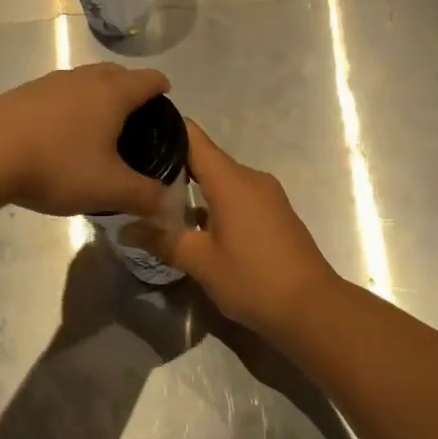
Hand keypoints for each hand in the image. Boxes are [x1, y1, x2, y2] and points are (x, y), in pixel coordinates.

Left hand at [0, 63, 173, 218]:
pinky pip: (59, 93)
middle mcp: (84, 79)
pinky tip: (60, 134)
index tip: (166, 99)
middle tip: (135, 118)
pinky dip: (69, 106)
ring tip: (97, 127)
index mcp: (112, 93)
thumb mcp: (108, 189)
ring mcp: (50, 83)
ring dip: (97, 96)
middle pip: (116, 73)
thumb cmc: (57, 164)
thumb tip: (168, 203)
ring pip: (85, 81)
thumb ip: (144, 196)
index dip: (161, 87)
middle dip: (130, 89)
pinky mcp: (23, 93)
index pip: (148, 79)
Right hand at [128, 122, 343, 334]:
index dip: (166, 130)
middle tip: (137, 175)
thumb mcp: (200, 262)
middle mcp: (250, 178)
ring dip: (194, 187)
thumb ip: (162, 240)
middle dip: (173, 164)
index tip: (137, 133)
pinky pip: (237, 195)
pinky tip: (194, 222)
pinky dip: (214, 201)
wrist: (312, 308)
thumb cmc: (253, 279)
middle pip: (206, 158)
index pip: (193, 138)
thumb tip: (125, 230)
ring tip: (159, 199)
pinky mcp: (275, 213)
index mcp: (231, 180)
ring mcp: (266, 195)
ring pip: (222, 179)